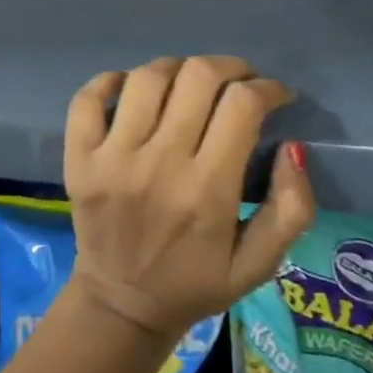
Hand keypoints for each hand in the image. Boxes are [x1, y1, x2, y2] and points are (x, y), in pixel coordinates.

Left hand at [64, 56, 314, 336]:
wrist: (121, 305)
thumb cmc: (195, 282)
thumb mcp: (258, 264)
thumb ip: (290, 209)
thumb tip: (293, 147)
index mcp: (207, 191)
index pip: (241, 105)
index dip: (267, 88)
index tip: (275, 94)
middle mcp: (159, 164)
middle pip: (197, 76)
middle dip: (229, 67)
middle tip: (238, 80)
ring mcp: (112, 157)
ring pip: (147, 77)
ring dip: (177, 68)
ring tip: (189, 83)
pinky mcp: (80, 158)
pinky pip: (88, 98)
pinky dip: (111, 80)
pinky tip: (132, 87)